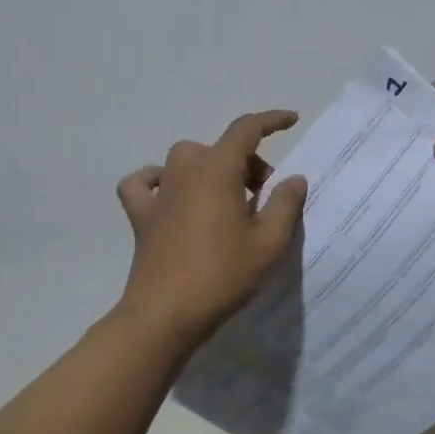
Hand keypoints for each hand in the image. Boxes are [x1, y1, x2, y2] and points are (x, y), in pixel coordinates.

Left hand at [116, 110, 308, 339]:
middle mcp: (185, 170)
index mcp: (218, 169)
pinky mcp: (141, 216)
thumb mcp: (269, 242)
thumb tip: (293, 178)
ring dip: (210, 168)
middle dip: (248, 162)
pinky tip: (170, 195)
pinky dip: (157, 180)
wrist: (166, 314)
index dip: (271, 121)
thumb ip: (285, 204)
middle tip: (264, 195)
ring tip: (227, 198)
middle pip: (220, 148)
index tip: (292, 120)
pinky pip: (144, 182)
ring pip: (186, 158)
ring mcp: (159, 192)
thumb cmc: (223, 274)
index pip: (246, 129)